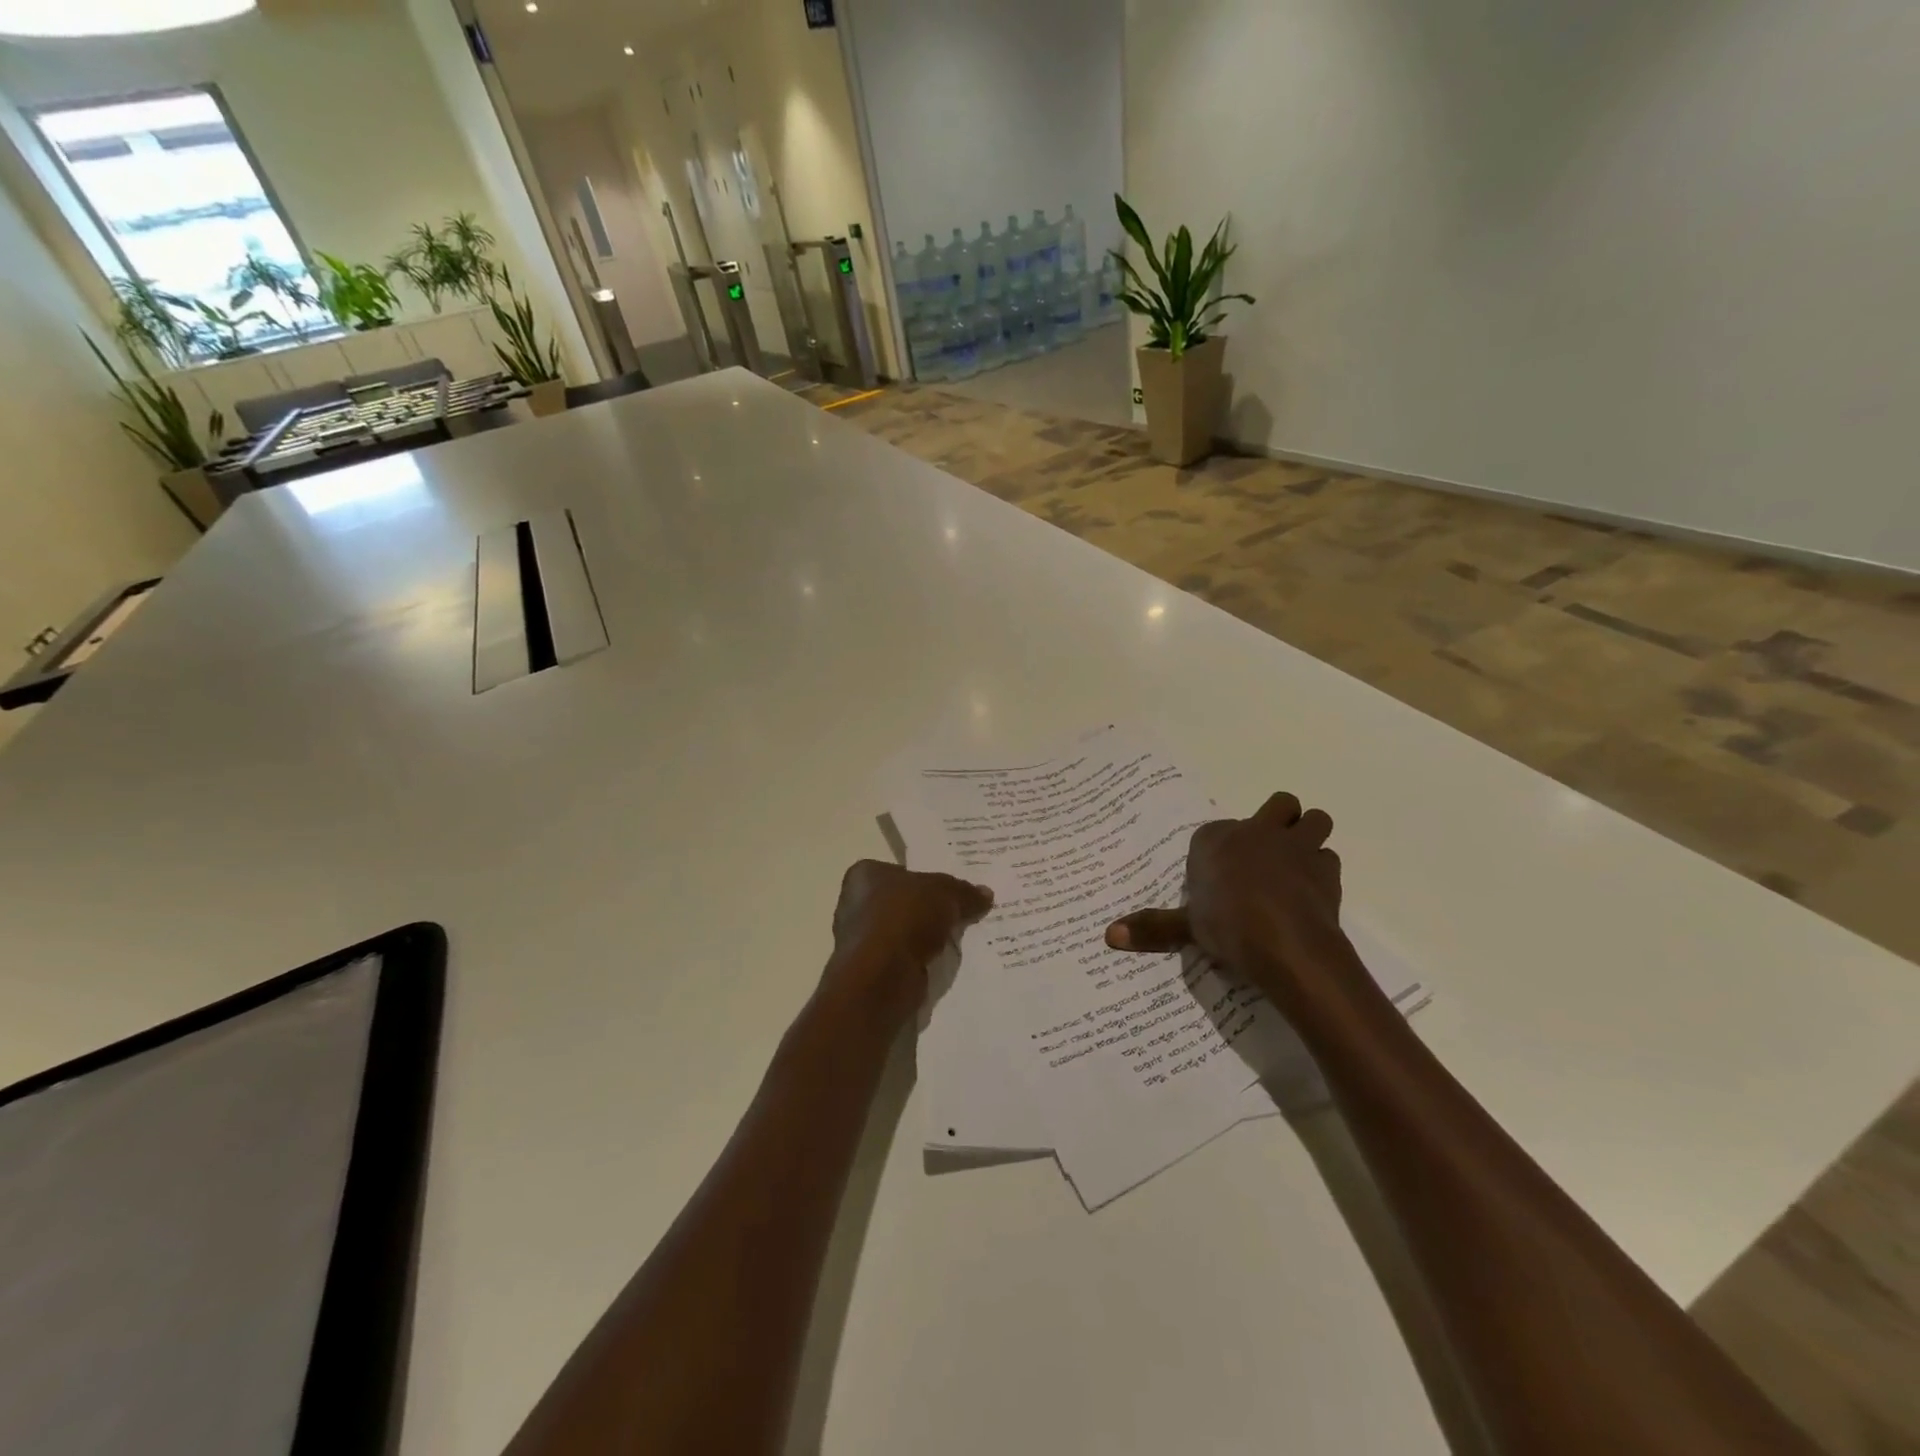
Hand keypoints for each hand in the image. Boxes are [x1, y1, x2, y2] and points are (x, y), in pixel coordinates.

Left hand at [824, 860, 993, 1023]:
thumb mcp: (945, 893)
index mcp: (864, 875)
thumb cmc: (905, 917)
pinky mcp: (872, 971)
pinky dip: (923, 960)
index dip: (927, 878)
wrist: (882, 976)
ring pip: (906, 933)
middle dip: (930, 910)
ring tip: (961, 939)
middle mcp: (855, 904)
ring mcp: (862, 940)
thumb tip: (985, 893)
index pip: (901, 871)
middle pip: (904, 902)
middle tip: (963, 912)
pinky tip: (946, 962)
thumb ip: (964, 892)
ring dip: (928, 938)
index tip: (952, 890)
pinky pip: (906, 958)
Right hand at [1103, 793, 1350, 1007]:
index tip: (1219, 874)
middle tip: (1268, 851)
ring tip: (1296, 865)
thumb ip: (1153, 927)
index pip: (1217, 831)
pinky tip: (1312, 894)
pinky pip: (1328, 859)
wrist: (1284, 942)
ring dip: (1309, 836)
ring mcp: (1296, 846)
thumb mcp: (1186, 927)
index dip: (1221, 848)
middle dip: (1279, 820)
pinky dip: (1322, 872)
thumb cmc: (1227, 926)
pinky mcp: (1326, 870)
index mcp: (1217, 839)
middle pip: (1279, 804)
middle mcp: (1258, 832)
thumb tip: (1109, 936)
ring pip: (1315, 820)